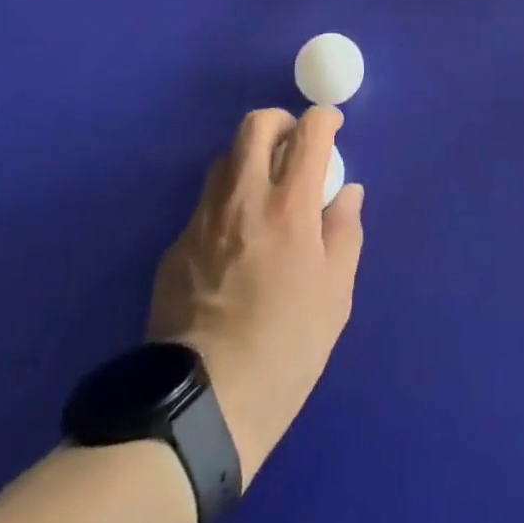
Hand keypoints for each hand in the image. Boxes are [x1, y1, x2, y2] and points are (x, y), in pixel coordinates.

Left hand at [146, 106, 365, 488]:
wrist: (203, 404)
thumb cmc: (285, 349)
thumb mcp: (335, 295)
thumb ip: (345, 232)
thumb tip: (347, 192)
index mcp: (289, 206)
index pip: (309, 132)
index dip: (325, 118)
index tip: (333, 127)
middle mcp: (244, 197)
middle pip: (256, 125)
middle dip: (281, 121)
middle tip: (295, 143)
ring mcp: (204, 218)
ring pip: (226, 157)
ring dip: (251, 157)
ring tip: (266, 187)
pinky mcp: (177, 244)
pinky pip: (206, 202)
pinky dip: (228, 200)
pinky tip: (236, 238)